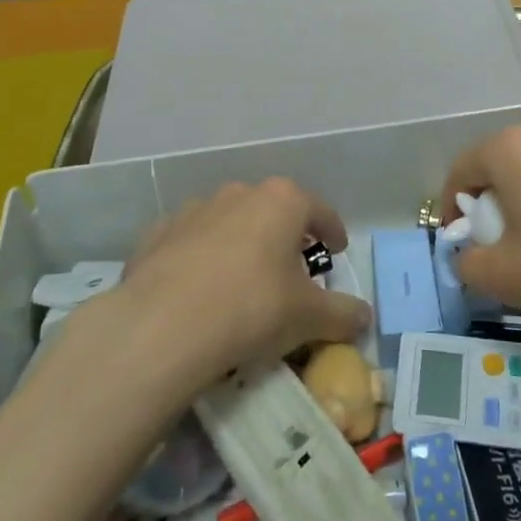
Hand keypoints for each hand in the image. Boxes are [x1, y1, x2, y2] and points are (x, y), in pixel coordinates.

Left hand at [101, 179, 370, 392]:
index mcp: (281, 201)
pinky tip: (198, 291)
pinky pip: (189, 243)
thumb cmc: (252, 308)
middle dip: (283, 236)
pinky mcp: (156, 235)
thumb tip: (363, 316)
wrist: (162, 326)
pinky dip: (199, 259)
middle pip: (271, 211)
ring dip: (239, 244)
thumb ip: (342, 313)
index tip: (337, 250)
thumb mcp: (309, 317)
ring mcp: (193, 211)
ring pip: (228, 223)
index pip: (319, 210)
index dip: (332, 231)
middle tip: (290, 271)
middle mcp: (238, 194)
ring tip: (241, 283)